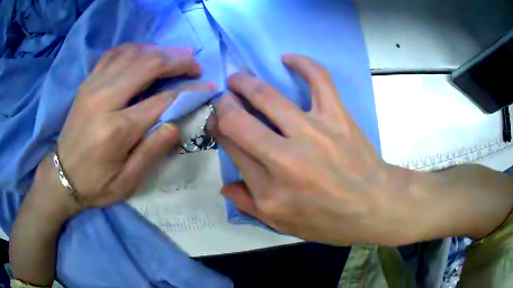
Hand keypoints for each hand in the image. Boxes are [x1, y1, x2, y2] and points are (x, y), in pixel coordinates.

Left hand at [53, 44, 214, 213]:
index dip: (190, 90)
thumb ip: (152, 151)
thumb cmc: (95, 184)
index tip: (209, 85)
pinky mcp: (87, 82)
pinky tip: (145, 53)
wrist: (62, 175)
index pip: (162, 100)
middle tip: (194, 63)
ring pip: (132, 53)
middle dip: (177, 60)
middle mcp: (104, 98)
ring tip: (176, 56)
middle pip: (148, 65)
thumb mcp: (127, 181)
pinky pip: (114, 54)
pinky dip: (134, 48)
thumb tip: (176, 123)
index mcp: (116, 129)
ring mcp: (93, 85)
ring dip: (159, 51)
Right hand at [208, 54, 415, 245]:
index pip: (231, 147)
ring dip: (245, 83)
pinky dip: (303, 64)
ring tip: (237, 78)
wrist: (374, 205)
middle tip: (225, 100)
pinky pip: (319, 80)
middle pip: (239, 121)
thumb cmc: (330, 221)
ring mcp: (313, 131)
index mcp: (269, 188)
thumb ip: (249, 206)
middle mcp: (284, 158)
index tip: (216, 120)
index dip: (217, 129)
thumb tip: (225, 187)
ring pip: (268, 97)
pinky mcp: (336, 116)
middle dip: (224, 105)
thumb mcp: (284, 226)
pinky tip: (288, 58)